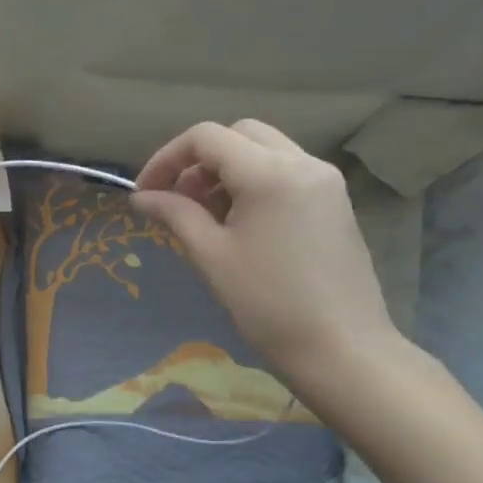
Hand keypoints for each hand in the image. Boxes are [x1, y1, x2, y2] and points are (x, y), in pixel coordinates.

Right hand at [130, 120, 400, 394]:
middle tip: (176, 199)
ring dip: (224, 170)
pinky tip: (237, 223)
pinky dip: (252, 182)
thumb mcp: (209, 254)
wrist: (341, 348)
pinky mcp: (334, 201)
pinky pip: (284, 171)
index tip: (145, 192)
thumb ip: (174, 213)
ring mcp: (324, 181)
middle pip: (237, 135)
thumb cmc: (267, 302)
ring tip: (203, 215)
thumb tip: (141, 196)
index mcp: (269, 173)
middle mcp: (302, 163)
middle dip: (197, 160)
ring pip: (263, 150)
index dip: (166, 158)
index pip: (206, 138)